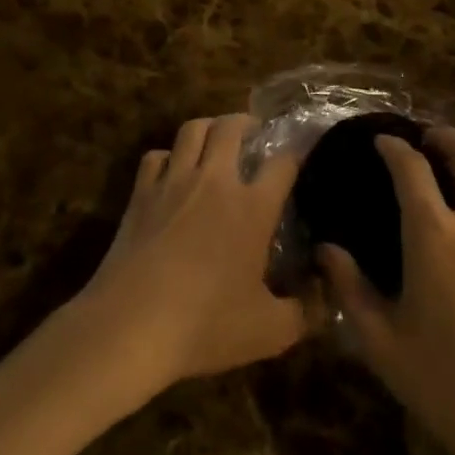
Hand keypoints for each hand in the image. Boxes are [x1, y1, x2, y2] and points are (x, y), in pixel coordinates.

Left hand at [78, 114, 306, 394]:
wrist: (129, 327)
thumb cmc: (204, 326)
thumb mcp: (269, 332)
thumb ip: (305, 311)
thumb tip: (326, 292)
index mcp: (252, 207)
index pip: (284, 161)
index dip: (299, 152)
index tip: (305, 152)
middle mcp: (215, 181)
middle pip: (232, 127)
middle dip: (247, 123)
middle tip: (254, 133)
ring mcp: (174, 181)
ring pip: (193, 129)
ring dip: (209, 127)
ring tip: (216, 139)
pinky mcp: (141, 192)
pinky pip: (156, 156)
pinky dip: (167, 157)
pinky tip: (171, 172)